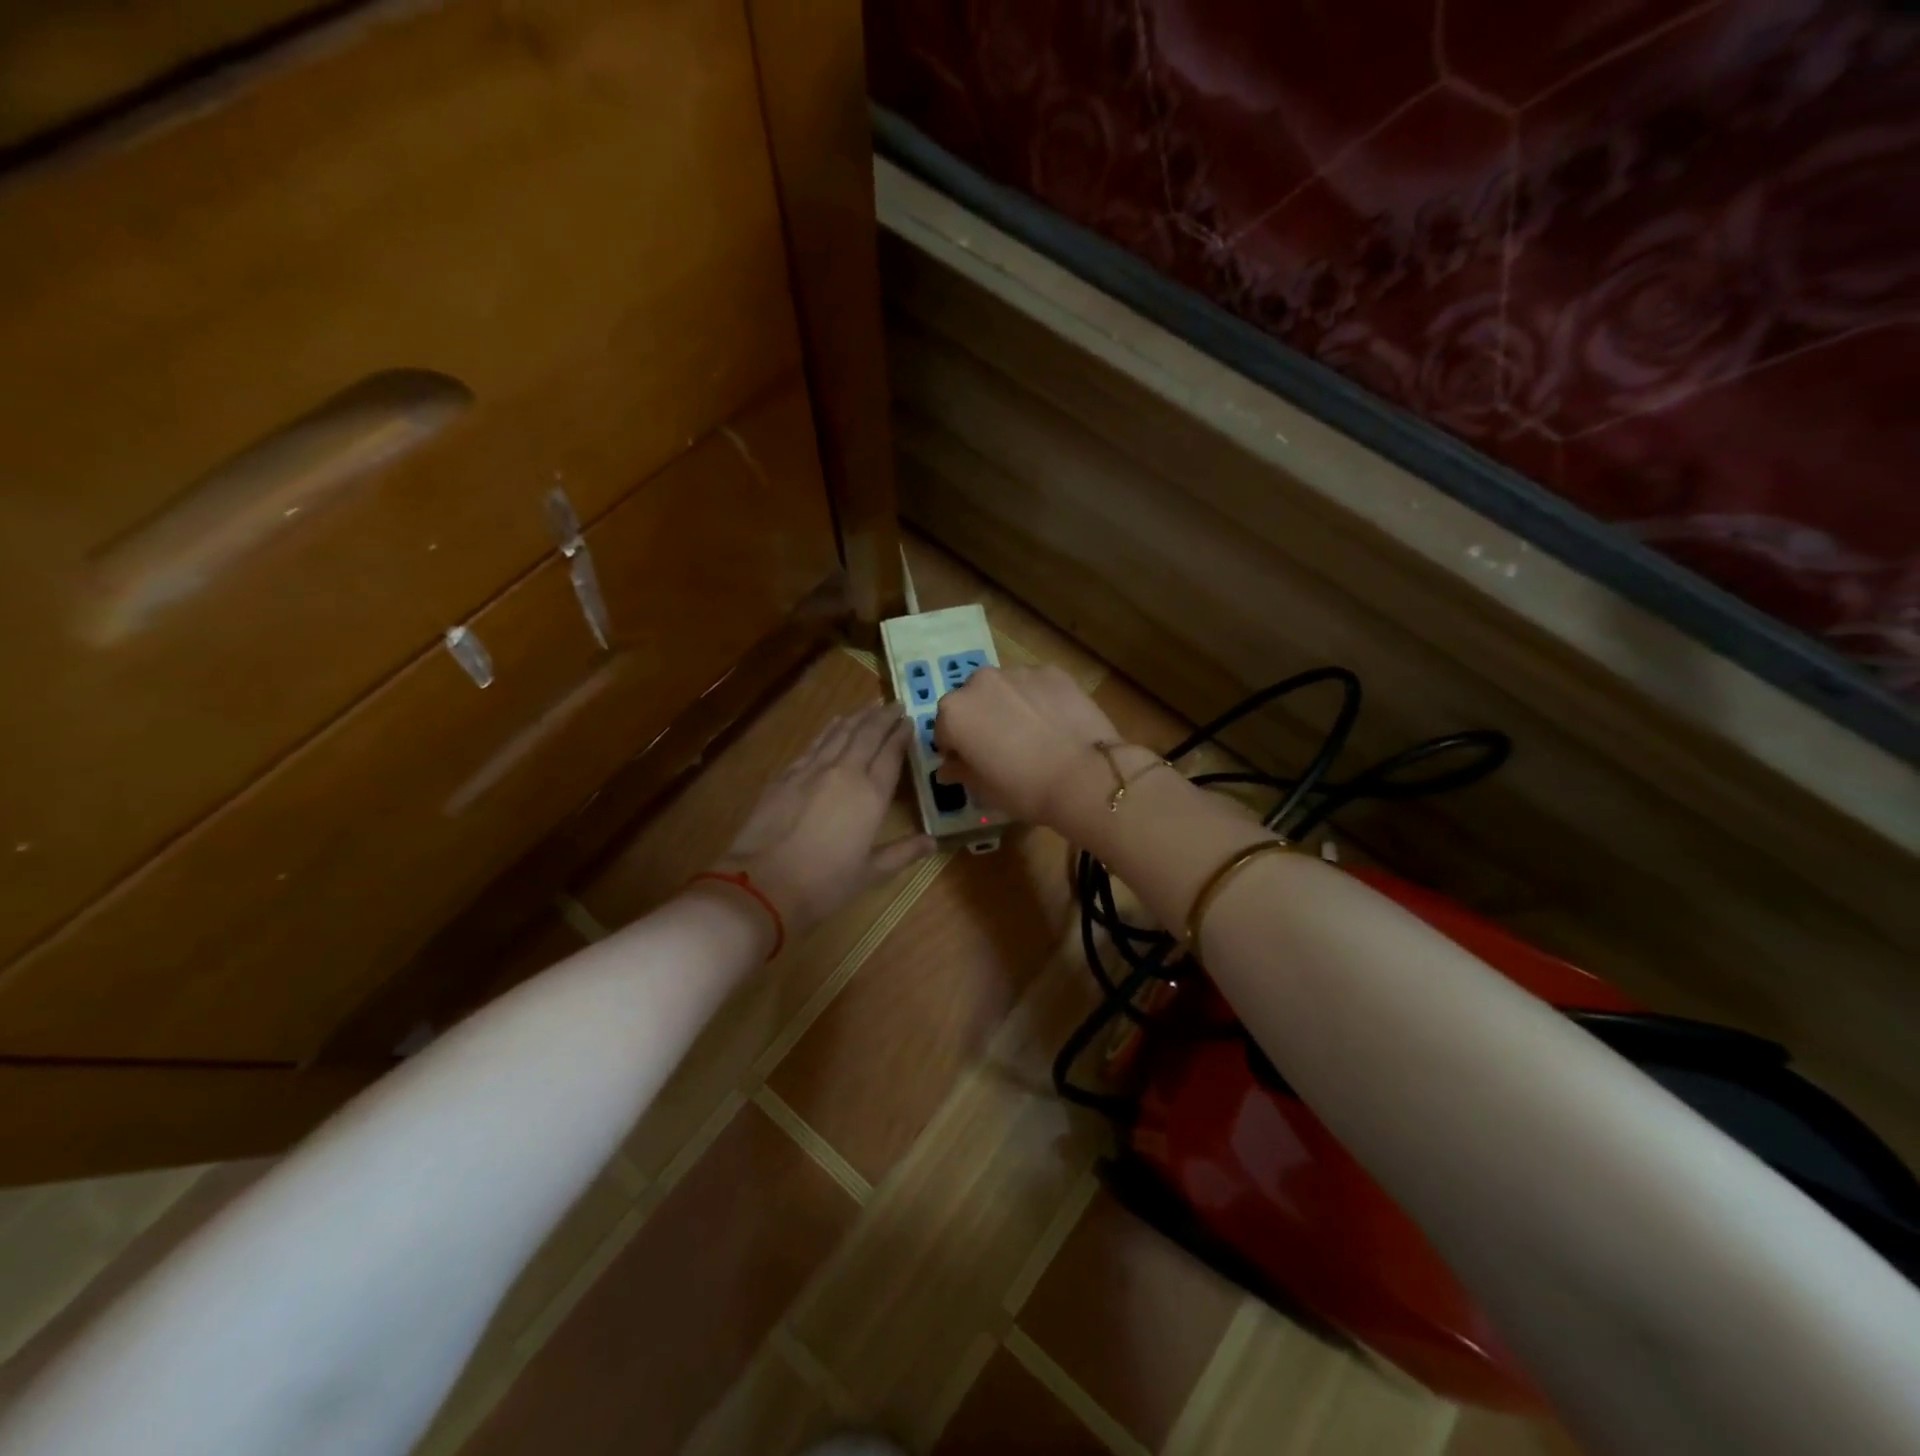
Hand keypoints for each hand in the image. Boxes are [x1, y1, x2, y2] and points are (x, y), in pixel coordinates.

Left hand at [714, 701, 934, 939]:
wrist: (763, 884)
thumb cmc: (824, 884)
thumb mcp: (870, 873)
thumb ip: (903, 852)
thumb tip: (933, 842)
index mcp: (871, 796)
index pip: (891, 755)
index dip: (901, 735)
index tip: (910, 721)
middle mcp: (845, 773)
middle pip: (868, 735)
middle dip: (883, 717)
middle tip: (895, 704)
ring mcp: (813, 770)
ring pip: (840, 733)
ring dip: (858, 717)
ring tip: (870, 705)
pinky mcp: (787, 774)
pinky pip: (815, 743)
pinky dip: (829, 729)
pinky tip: (835, 723)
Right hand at [934, 664, 1121, 826]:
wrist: (1085, 776)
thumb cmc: (1025, 789)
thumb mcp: (984, 791)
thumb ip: (960, 772)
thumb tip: (948, 767)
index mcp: (954, 712)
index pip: (944, 730)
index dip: (956, 749)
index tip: (972, 764)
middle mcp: (979, 682)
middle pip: (972, 701)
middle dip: (980, 719)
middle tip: (1002, 747)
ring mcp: (1018, 672)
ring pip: (1004, 689)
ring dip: (1008, 706)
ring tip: (1032, 734)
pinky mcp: (1052, 671)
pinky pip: (1035, 685)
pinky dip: (1038, 699)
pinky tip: (1054, 724)